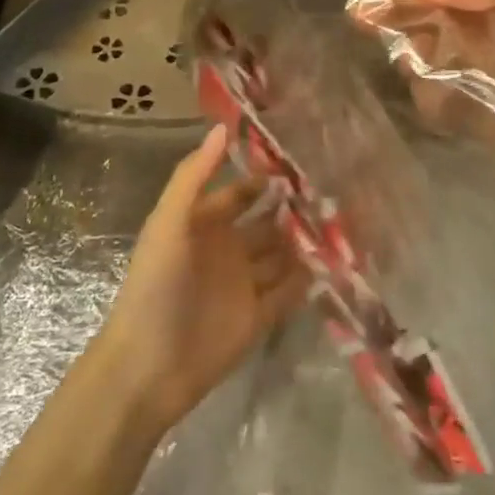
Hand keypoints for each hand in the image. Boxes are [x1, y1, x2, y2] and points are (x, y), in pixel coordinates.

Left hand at [96, 127, 309, 433]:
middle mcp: (227, 250)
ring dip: (306, 241)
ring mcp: (244, 285)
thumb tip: (222, 127)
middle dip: (294, 209)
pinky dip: (308, 279)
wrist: (148, 367)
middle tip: (336, 190)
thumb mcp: (168, 223)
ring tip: (345, 222)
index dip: (265, 179)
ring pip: (282, 255)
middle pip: (267, 223)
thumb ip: (193, 176)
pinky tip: (337, 262)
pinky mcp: (259, 318)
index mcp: (204, 225)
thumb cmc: (155, 287)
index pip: (241, 193)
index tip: (302, 161)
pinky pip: (289, 293)